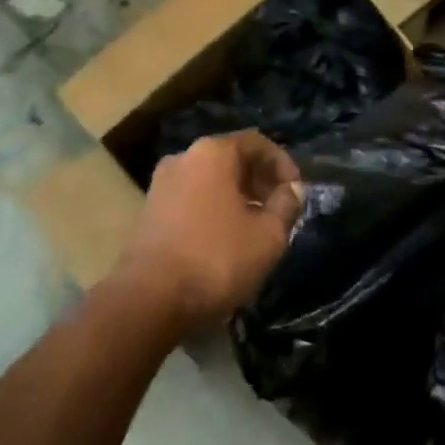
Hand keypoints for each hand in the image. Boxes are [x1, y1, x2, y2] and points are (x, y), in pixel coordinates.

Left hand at [117, 131, 303, 330]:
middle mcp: (184, 157)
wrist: (147, 301)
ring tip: (256, 228)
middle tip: (279, 210)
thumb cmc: (215, 259)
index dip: (282, 164)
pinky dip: (214, 210)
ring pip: (211, 181)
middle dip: (260, 181)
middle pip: (232, 159)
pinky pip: (192, 199)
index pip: (257, 143)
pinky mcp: (149, 212)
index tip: (297, 191)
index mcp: (213, 152)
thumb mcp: (267, 236)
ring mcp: (162, 184)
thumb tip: (291, 191)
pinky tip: (226, 240)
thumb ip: (286, 206)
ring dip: (237, 198)